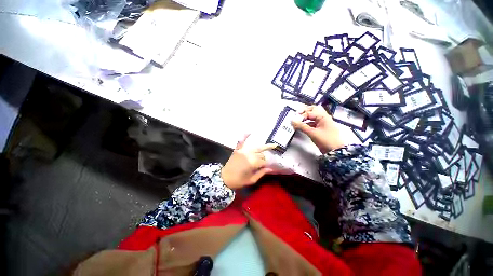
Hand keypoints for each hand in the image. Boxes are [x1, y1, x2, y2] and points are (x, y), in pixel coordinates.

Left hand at [221, 135, 276, 188]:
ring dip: (263, 147)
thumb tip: (270, 169)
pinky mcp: (237, 150)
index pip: (264, 161)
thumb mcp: (251, 180)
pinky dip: (245, 137)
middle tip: (267, 161)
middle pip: (261, 154)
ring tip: (272, 145)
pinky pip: (241, 142)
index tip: (268, 168)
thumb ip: (261, 173)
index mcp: (252, 163)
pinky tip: (249, 132)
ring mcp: (242, 151)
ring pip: (256, 148)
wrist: (224, 178)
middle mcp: (249, 154)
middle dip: (265, 158)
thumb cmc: (238, 181)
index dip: (267, 165)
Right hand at [291, 106, 344, 153]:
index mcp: (323, 116)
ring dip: (305, 118)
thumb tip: (292, 121)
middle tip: (296, 115)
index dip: (301, 116)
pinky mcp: (320, 129)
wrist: (335, 151)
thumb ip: (301, 126)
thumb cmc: (325, 140)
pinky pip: (312, 123)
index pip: (309, 112)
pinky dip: (307, 124)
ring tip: (297, 121)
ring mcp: (322, 123)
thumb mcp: (312, 133)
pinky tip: (301, 127)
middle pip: (312, 111)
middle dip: (304, 112)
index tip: (294, 120)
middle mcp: (323, 118)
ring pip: (312, 117)